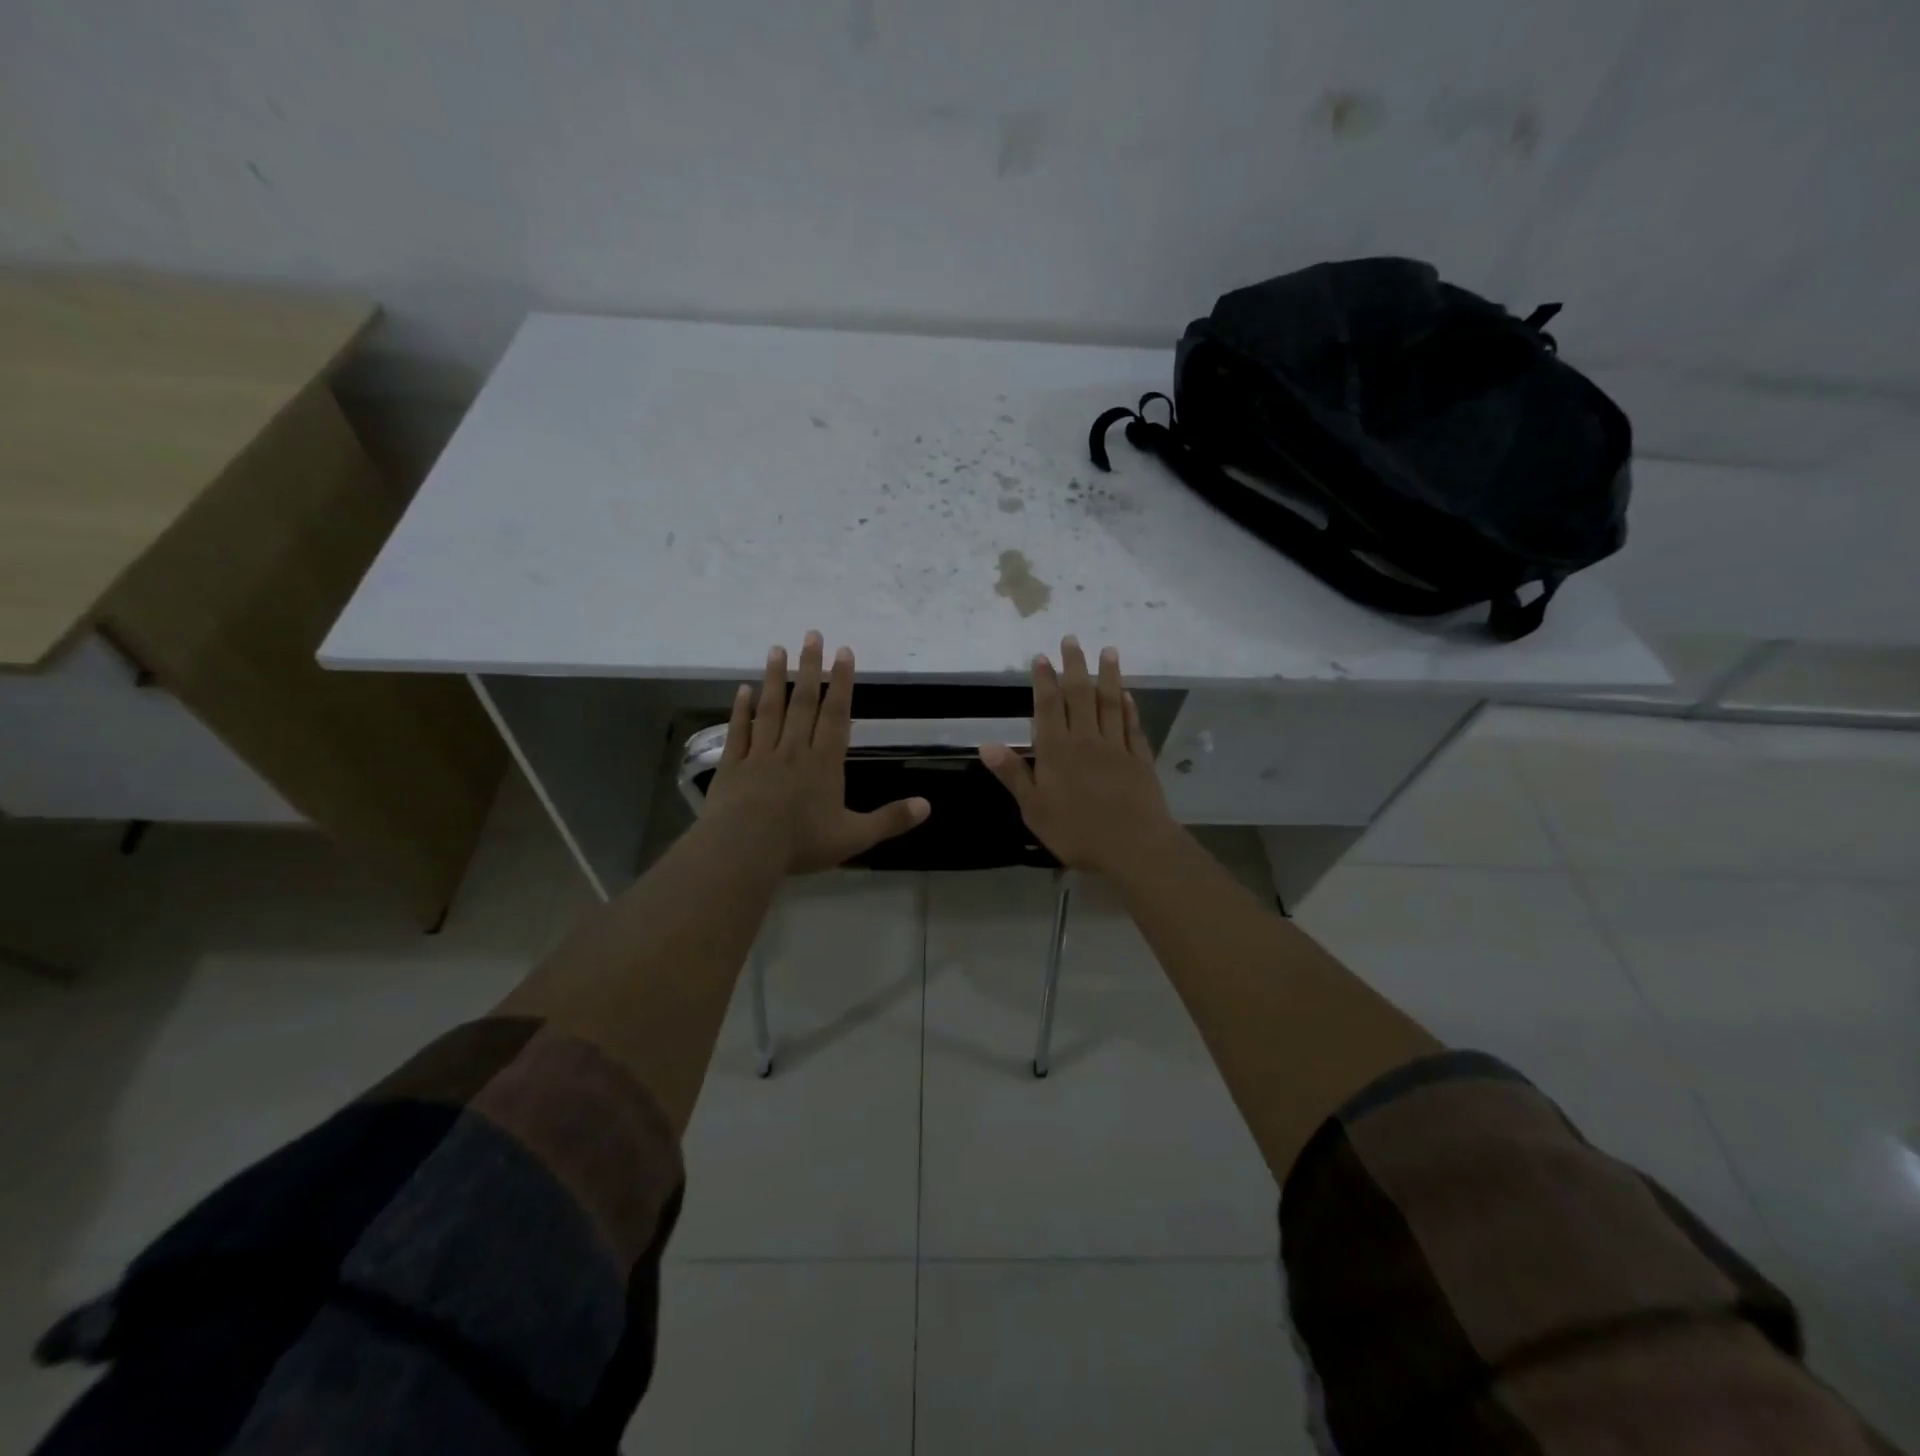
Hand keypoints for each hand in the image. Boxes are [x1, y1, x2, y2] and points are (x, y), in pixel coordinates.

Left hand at [704, 633, 930, 873]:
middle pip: (803, 703)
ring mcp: (759, 755)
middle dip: (810, 668)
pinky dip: (740, 710)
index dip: (841, 683)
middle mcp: (793, 750)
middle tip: (812, 634)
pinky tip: (743, 690)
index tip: (843, 652)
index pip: (836, 715)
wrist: (743, 850)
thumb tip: (928, 805)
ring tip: (777, 648)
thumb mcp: (854, 837)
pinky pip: (738, 732)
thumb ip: (890, 819)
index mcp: (824, 763)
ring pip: (770, 710)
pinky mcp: (732, 767)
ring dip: (775, 679)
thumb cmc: (801, 843)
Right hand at [979, 637, 1178, 875]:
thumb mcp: (1034, 808)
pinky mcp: (1139, 759)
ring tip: (1107, 651)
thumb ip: (1013, 774)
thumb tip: (987, 744)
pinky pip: (1132, 726)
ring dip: (1107, 676)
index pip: (1048, 707)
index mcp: (1057, 751)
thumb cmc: (1076, 831)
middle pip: (1080, 696)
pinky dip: (1129, 707)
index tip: (1042, 657)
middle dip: (1074, 666)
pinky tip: (1127, 694)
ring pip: (1110, 704)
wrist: (1134, 846)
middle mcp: (1086, 740)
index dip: (1044, 680)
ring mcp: (1116, 747)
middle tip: (1072, 639)